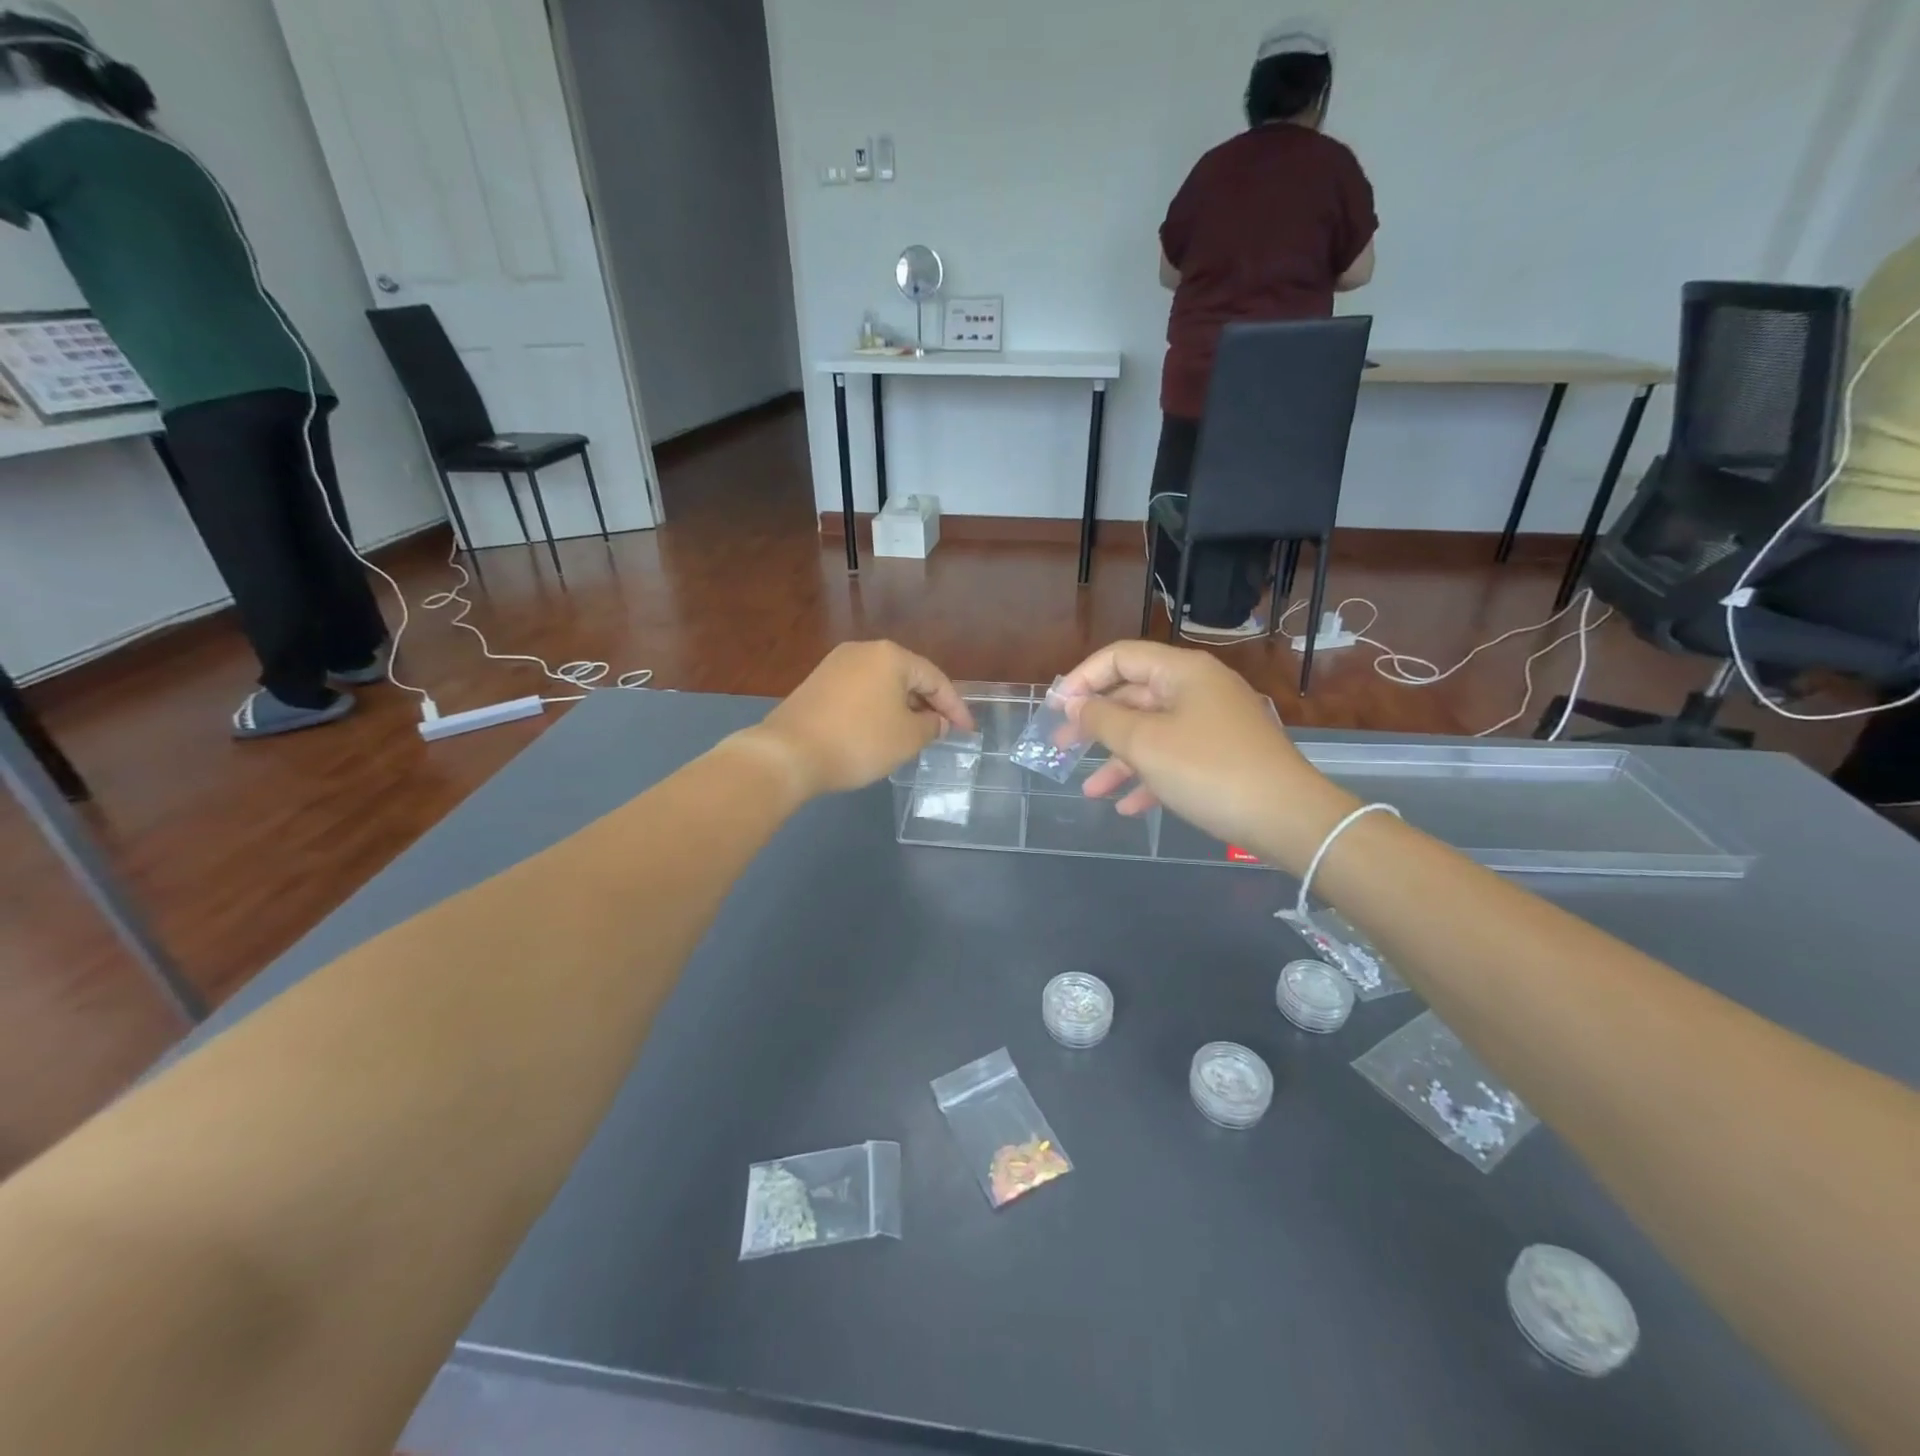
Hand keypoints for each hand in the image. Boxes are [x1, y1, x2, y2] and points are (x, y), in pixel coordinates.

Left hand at [741, 642, 973, 799]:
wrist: (789, 753)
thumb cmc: (859, 741)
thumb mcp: (907, 738)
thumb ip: (931, 726)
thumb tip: (935, 720)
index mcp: (891, 656)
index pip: (936, 679)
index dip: (956, 707)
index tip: (968, 732)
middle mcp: (863, 651)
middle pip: (908, 676)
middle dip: (928, 704)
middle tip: (944, 731)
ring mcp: (835, 665)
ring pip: (882, 684)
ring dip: (902, 707)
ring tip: (915, 733)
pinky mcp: (817, 683)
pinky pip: (860, 692)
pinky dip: (877, 709)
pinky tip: (880, 730)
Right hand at [1059, 641, 1355, 869]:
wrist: (1288, 817)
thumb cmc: (1208, 770)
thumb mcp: (1144, 744)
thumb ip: (1102, 720)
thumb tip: (1075, 704)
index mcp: (1183, 672)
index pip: (1121, 656)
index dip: (1083, 678)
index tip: (1056, 709)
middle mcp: (1199, 689)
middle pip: (1134, 695)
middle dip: (1095, 724)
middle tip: (1061, 748)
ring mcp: (1213, 723)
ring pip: (1152, 732)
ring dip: (1118, 759)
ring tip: (1090, 790)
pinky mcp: (1223, 756)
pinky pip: (1175, 757)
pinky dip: (1149, 777)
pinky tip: (1128, 807)